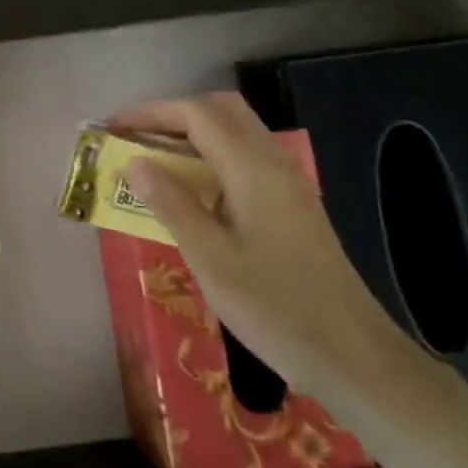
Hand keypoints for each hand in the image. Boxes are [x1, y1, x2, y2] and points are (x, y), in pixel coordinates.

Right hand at [115, 92, 413, 402]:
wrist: (353, 357)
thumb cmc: (274, 306)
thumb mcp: (209, 258)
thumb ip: (171, 204)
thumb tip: (135, 162)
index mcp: (253, 169)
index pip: (197, 114)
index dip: (151, 112)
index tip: (113, 126)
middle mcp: (273, 164)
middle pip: (221, 111)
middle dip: (173, 114)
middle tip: (135, 137)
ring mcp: (287, 184)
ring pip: (235, 132)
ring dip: (192, 134)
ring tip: (153, 160)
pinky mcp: (291, 205)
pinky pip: (244, 158)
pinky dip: (210, 156)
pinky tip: (190, 190)